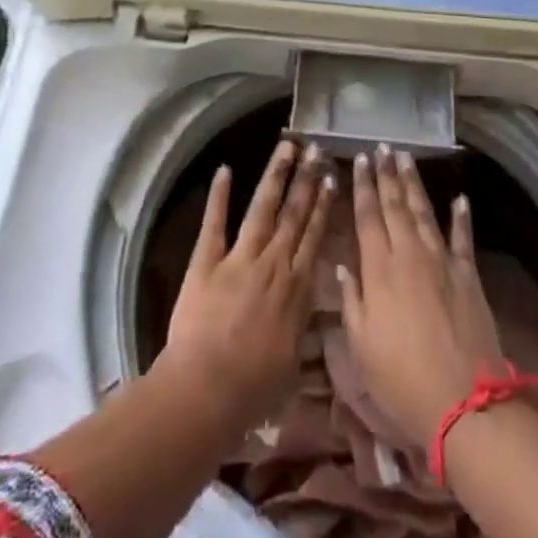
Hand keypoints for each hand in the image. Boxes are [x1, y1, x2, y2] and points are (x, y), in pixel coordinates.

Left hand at [160, 140, 334, 434]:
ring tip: (286, 146)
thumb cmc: (253, 389)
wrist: (206, 390)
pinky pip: (215, 223)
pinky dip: (219, 196)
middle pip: (293, 214)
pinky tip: (224, 169)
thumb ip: (303, 329)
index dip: (323, 206)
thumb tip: (315, 312)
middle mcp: (272, 264)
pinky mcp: (206, 261)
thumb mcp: (292, 364)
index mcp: (295, 289)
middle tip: (315, 148)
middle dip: (306, 179)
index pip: (314, 237)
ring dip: (275, 175)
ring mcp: (239, 258)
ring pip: (262, 208)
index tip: (331, 178)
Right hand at [336, 146, 507, 450]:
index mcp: (379, 269)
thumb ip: (351, 300)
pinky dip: (461, 217)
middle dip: (387, 174)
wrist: (464, 402)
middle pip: (395, 205)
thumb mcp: (362, 345)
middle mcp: (409, 254)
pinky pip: (463, 238)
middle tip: (383, 147)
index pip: (368, 216)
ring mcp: (442, 261)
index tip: (360, 160)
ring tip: (406, 157)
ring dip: (414, 183)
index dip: (363, 186)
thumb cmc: (402, 378)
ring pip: (424, 212)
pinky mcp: (468, 275)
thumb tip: (340, 264)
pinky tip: (459, 199)